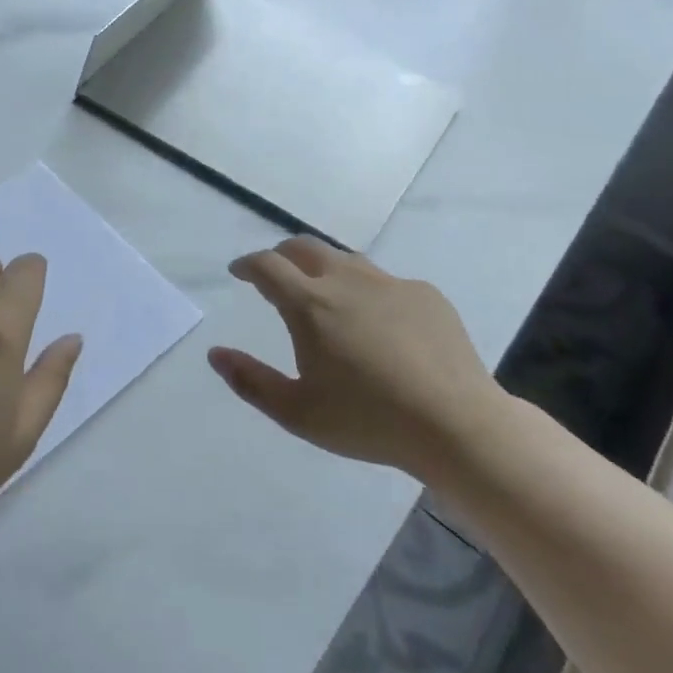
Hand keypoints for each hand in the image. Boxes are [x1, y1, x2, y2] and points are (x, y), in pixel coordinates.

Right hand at [208, 237, 506, 481]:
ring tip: (322, 292)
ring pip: (346, 259)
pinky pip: (385, 282)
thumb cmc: (368, 421)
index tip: (239, 272)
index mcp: (310, 304)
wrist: (456, 424)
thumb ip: (250, 381)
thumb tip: (215, 354)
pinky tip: (378, 323)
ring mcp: (390, 283)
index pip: (267, 266)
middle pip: (304, 247)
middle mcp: (347, 280)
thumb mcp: (297, 412)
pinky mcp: (425, 294)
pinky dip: (367, 291)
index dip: (247, 264)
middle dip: (281, 254)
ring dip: (323, 267)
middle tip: (274, 273)